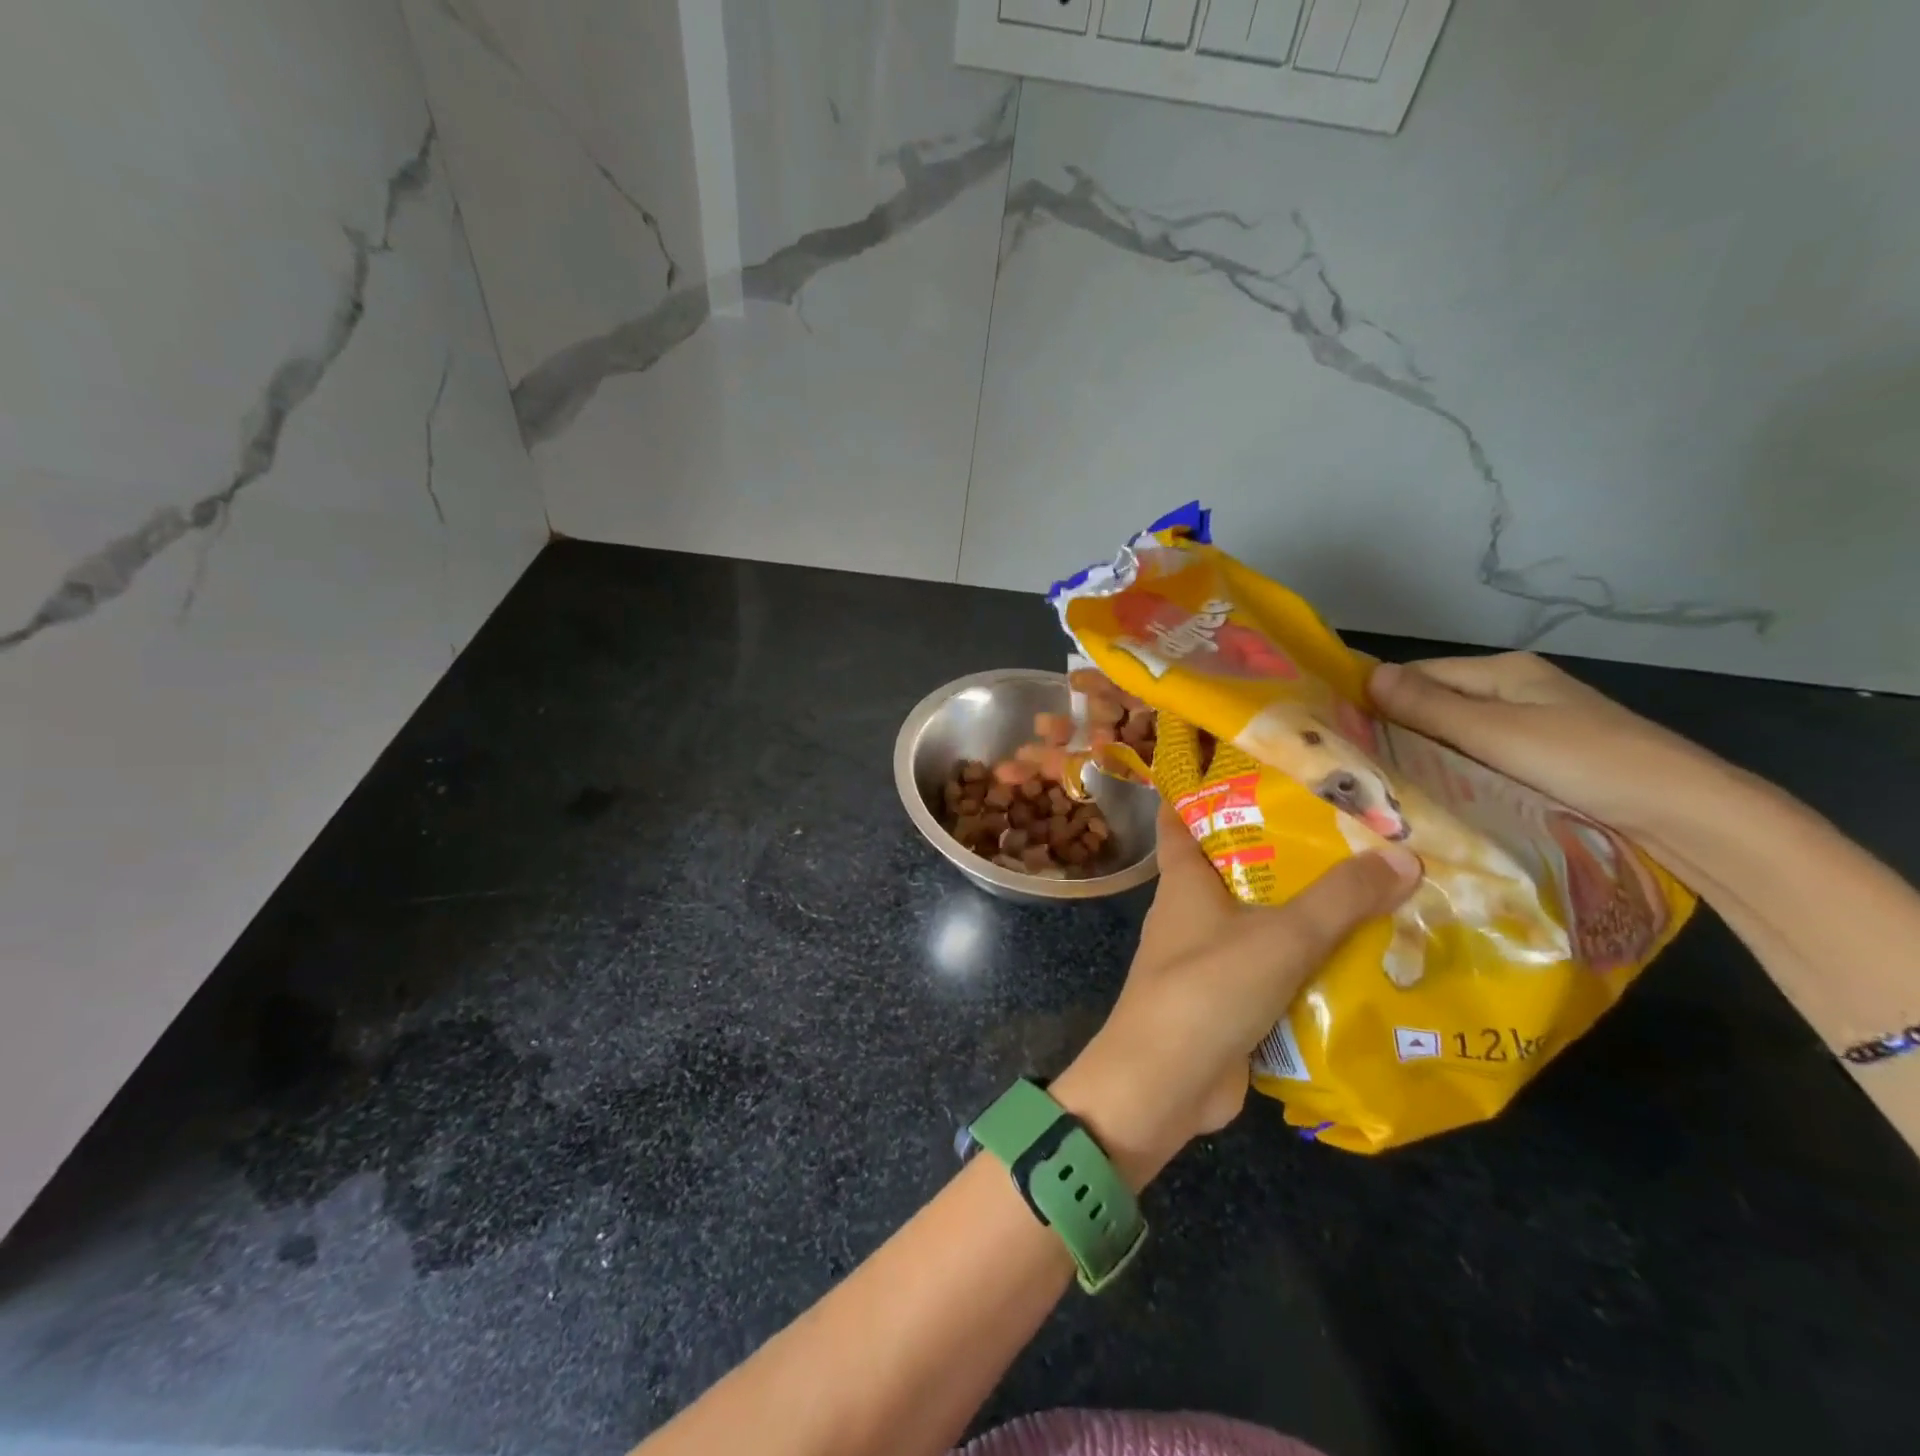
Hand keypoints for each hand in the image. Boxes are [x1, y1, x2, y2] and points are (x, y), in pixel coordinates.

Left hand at [1051, 803, 1418, 1185]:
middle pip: (1232, 867)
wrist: (1165, 1082)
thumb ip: (1340, 898)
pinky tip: (1355, 958)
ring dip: (1299, 909)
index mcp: (1184, 881)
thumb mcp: (1281, 936)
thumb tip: (1403, 854)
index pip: (1179, 818)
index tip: (1243, 765)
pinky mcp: (1225, 999)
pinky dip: (1302, 960)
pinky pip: (1269, 967)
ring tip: (1367, 887)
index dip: (1200, 788)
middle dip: (1279, 849)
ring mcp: (1204, 958)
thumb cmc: (1208, 988)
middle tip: (1343, 827)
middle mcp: (1189, 912)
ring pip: (1256, 919)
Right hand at [1368, 652, 1719, 841]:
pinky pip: (1480, 759)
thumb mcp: (1498, 734)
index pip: (1419, 675)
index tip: (1341, 732)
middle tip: (1357, 766)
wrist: (1689, 816)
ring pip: (1456, 735)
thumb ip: (1431, 707)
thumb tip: (1367, 675)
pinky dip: (1454, 773)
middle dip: (1398, 731)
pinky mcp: (1543, 761)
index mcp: (1505, 672)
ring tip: (1384, 785)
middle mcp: (1515, 691)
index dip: (1379, 699)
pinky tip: (1434, 796)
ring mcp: (1532, 727)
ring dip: (1425, 755)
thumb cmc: (1587, 763)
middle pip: (1436, 705)